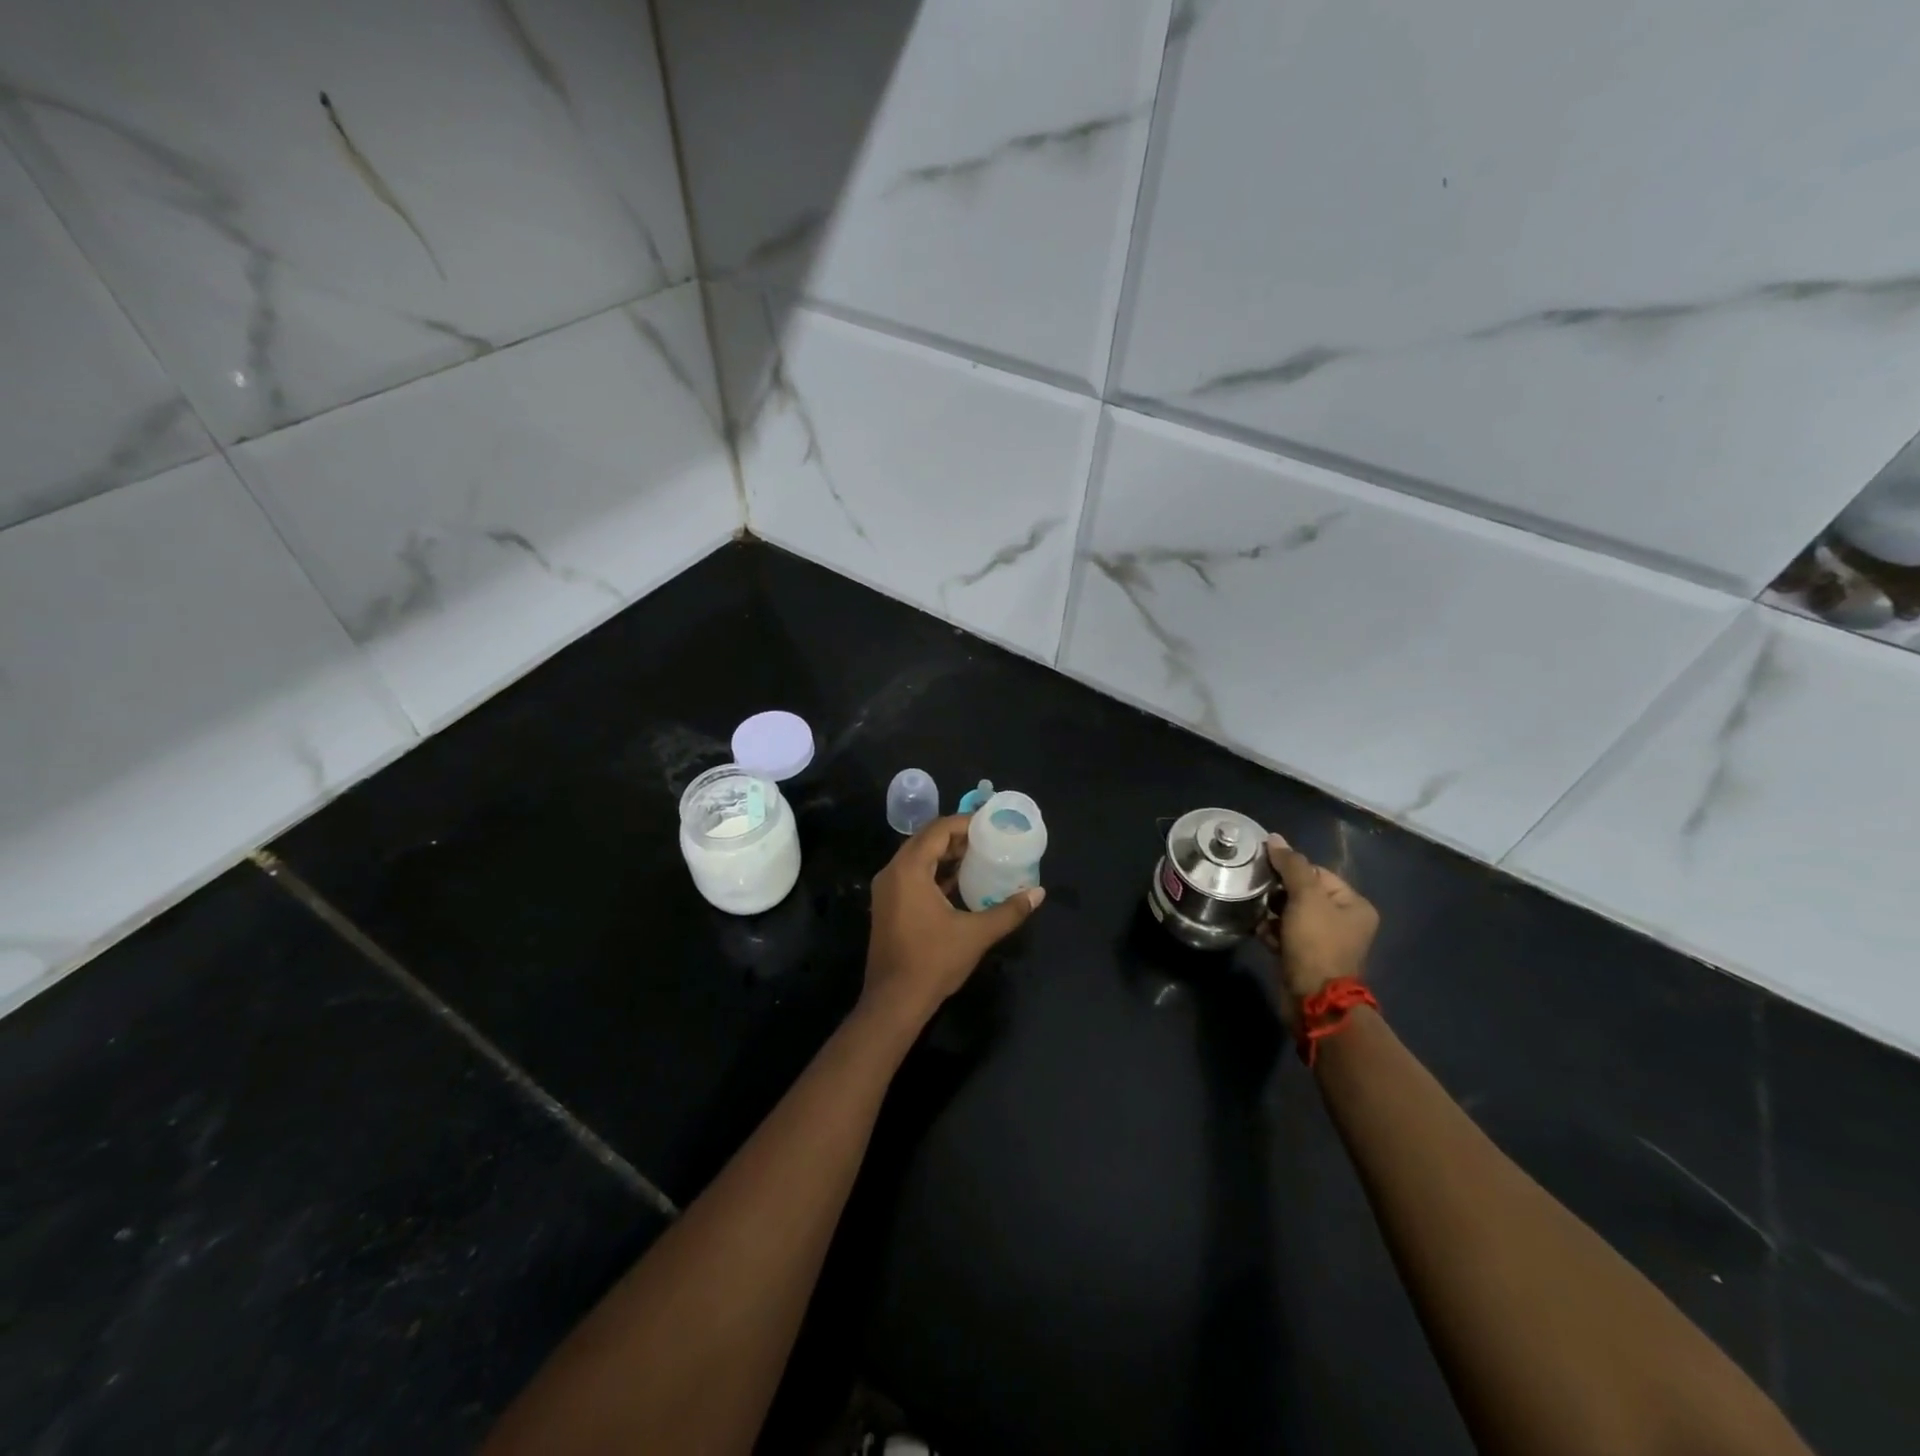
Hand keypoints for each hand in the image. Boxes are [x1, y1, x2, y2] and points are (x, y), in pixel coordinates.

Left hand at [862, 815, 1043, 1033]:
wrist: (894, 1002)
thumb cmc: (933, 962)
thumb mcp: (976, 934)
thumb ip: (1008, 911)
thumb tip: (1038, 893)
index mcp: (909, 870)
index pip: (938, 830)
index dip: (965, 823)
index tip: (991, 824)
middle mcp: (892, 873)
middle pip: (926, 841)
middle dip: (957, 837)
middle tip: (989, 839)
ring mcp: (887, 890)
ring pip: (918, 859)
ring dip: (946, 855)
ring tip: (979, 857)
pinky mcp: (888, 906)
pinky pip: (912, 876)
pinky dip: (935, 873)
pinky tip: (960, 882)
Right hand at [1256, 835, 1378, 1019]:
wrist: (1313, 999)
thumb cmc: (1316, 943)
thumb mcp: (1306, 897)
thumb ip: (1291, 865)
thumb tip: (1274, 838)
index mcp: (1354, 905)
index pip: (1317, 872)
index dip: (1290, 869)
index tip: (1264, 870)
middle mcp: (1344, 921)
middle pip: (1303, 893)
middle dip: (1278, 892)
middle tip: (1256, 890)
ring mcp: (1324, 941)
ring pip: (1291, 914)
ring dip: (1271, 912)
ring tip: (1254, 911)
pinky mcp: (1305, 957)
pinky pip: (1285, 934)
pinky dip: (1271, 931)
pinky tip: (1258, 930)